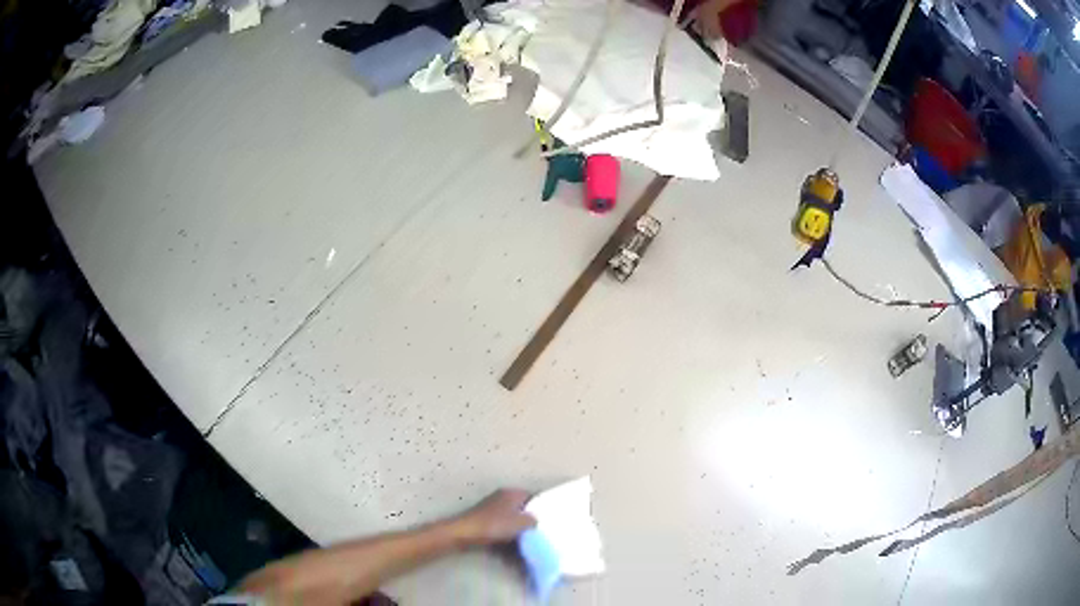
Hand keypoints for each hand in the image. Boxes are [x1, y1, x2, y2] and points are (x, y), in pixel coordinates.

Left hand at [454, 489, 535, 545]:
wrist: (464, 534)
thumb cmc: (494, 525)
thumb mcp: (521, 523)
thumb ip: (533, 520)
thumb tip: (537, 520)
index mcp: (512, 493)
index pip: (533, 497)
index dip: (543, 507)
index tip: (551, 519)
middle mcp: (502, 498)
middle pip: (522, 509)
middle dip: (530, 521)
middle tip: (542, 532)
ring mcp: (492, 509)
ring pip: (512, 520)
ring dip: (519, 531)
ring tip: (530, 542)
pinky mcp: (485, 521)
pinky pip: (502, 528)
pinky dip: (508, 537)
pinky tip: (514, 549)